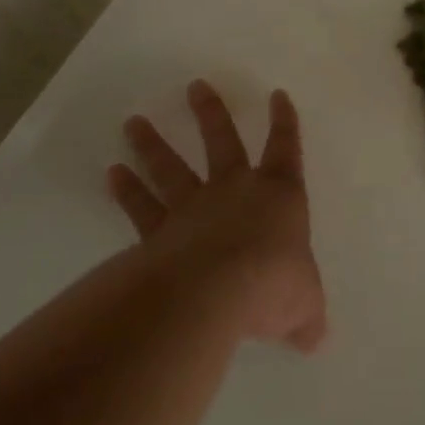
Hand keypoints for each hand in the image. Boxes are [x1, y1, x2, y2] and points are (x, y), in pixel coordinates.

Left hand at [108, 82, 326, 352]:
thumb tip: (312, 338)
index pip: (286, 150)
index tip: (277, 95)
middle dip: (211, 113)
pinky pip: (142, 207)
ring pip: (171, 167)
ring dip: (152, 144)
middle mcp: (235, 191)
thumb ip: (305, 316)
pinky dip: (126, 190)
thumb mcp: (304, 305)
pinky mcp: (160, 232)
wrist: (216, 291)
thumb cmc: (272, 283)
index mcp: (279, 196)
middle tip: (195, 86)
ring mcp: (193, 208)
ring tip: (133, 121)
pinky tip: (112, 174)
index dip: (285, 123)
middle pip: (221, 141)